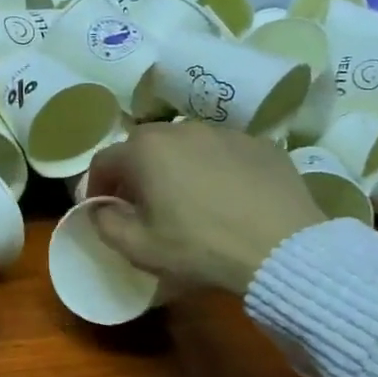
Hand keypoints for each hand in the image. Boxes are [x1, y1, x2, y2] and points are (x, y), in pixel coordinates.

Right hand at [84, 122, 326, 295]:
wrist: (281, 248)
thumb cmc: (199, 248)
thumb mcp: (138, 248)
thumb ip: (105, 223)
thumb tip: (100, 208)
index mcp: (145, 150)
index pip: (104, 160)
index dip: (96, 185)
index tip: (101, 208)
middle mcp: (182, 128)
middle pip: (144, 145)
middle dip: (135, 171)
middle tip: (141, 203)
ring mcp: (225, 132)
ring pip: (186, 144)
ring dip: (176, 166)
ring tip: (186, 198)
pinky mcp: (261, 144)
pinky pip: (224, 152)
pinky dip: (215, 168)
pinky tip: (226, 197)